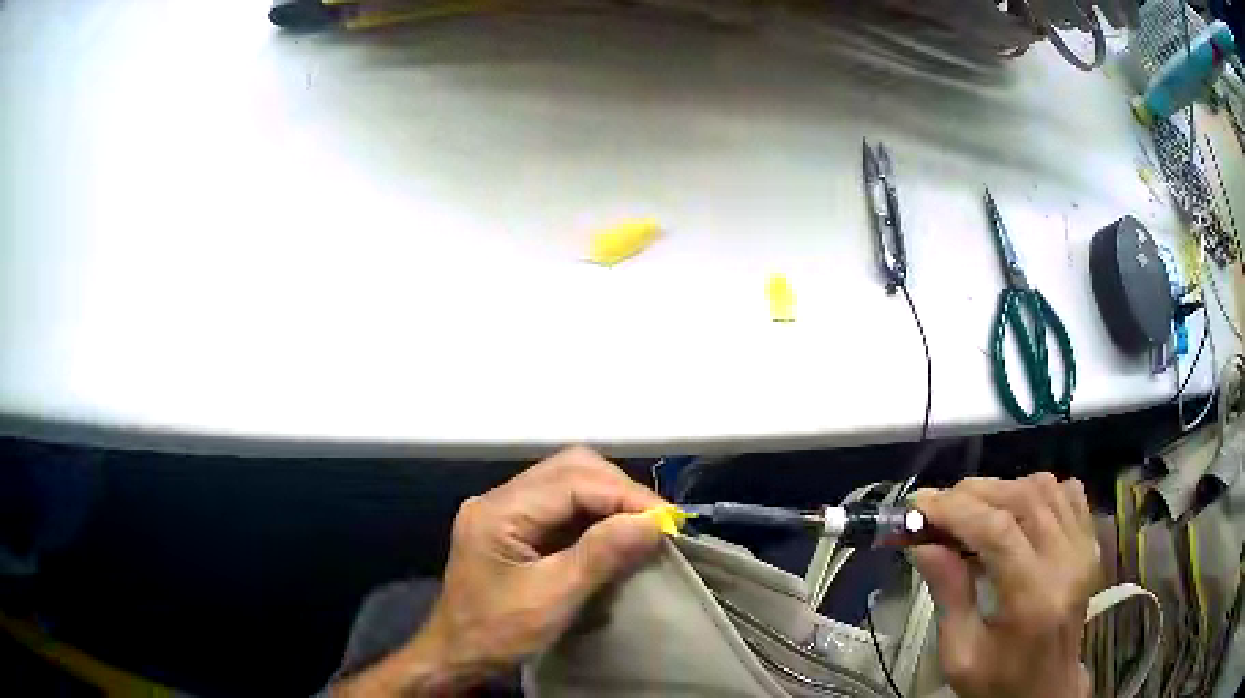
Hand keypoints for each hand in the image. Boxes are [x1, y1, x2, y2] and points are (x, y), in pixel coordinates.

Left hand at [333, 447, 664, 695]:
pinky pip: (561, 505)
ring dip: (608, 499)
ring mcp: (504, 511)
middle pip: (569, 469)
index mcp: (499, 510)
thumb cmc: (498, 632)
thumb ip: (601, 554)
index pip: (571, 480)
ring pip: (567, 482)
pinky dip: (593, 514)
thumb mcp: (553, 598)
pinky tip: (615, 533)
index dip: (623, 495)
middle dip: (618, 490)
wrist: (457, 656)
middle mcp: (499, 498)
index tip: (665, 520)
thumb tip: (653, 522)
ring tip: (642, 526)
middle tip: (655, 521)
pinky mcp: (512, 527)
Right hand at [911, 474, 1099, 697]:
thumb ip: (947, 595)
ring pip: (1044, 487)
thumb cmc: (998, 682)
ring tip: (972, 509)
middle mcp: (1067, 561)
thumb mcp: (960, 655)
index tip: (918, 505)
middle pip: (1022, 498)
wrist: (1047, 689)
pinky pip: (1067, 492)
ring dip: (1002, 489)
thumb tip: (923, 544)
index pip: (998, 531)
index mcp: (1034, 597)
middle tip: (937, 506)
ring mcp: (1084, 546)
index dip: (956, 509)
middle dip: (973, 493)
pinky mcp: (1090, 541)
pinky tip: (1016, 510)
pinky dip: (1036, 490)